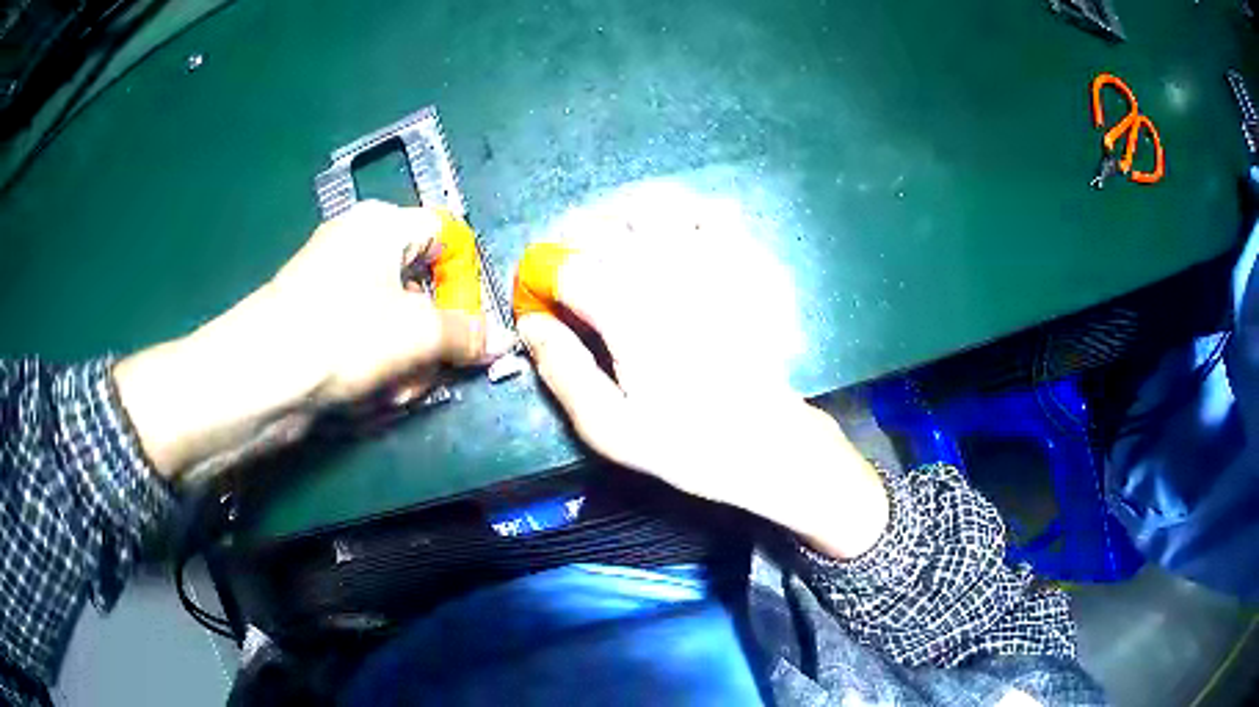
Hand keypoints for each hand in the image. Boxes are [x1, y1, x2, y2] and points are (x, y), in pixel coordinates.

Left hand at [115, 201, 504, 479]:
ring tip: (397, 390)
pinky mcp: (320, 323)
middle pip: (421, 285)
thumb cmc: (344, 334)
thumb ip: (468, 334)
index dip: (464, 280)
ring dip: (408, 360)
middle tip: (434, 369)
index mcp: (382, 224)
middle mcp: (358, 246)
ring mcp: (334, 286)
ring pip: (396, 321)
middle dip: (433, 335)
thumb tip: (505, 342)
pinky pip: (368, 339)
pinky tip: (374, 394)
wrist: (262, 377)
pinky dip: (379, 367)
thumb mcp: (418, 333)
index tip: (471, 324)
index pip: (445, 237)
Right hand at [515, 244, 889, 558]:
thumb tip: (530, 323)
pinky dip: (685, 212)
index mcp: (628, 310)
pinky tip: (675, 234)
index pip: (564, 265)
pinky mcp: (747, 261)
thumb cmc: (685, 440)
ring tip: (614, 233)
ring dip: (622, 210)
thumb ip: (563, 371)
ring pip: (655, 202)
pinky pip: (712, 212)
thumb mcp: (610, 427)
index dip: (540, 272)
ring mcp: (712, 259)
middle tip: (568, 260)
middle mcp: (666, 270)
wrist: (764, 440)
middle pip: (602, 222)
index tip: (537, 290)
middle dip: (570, 235)